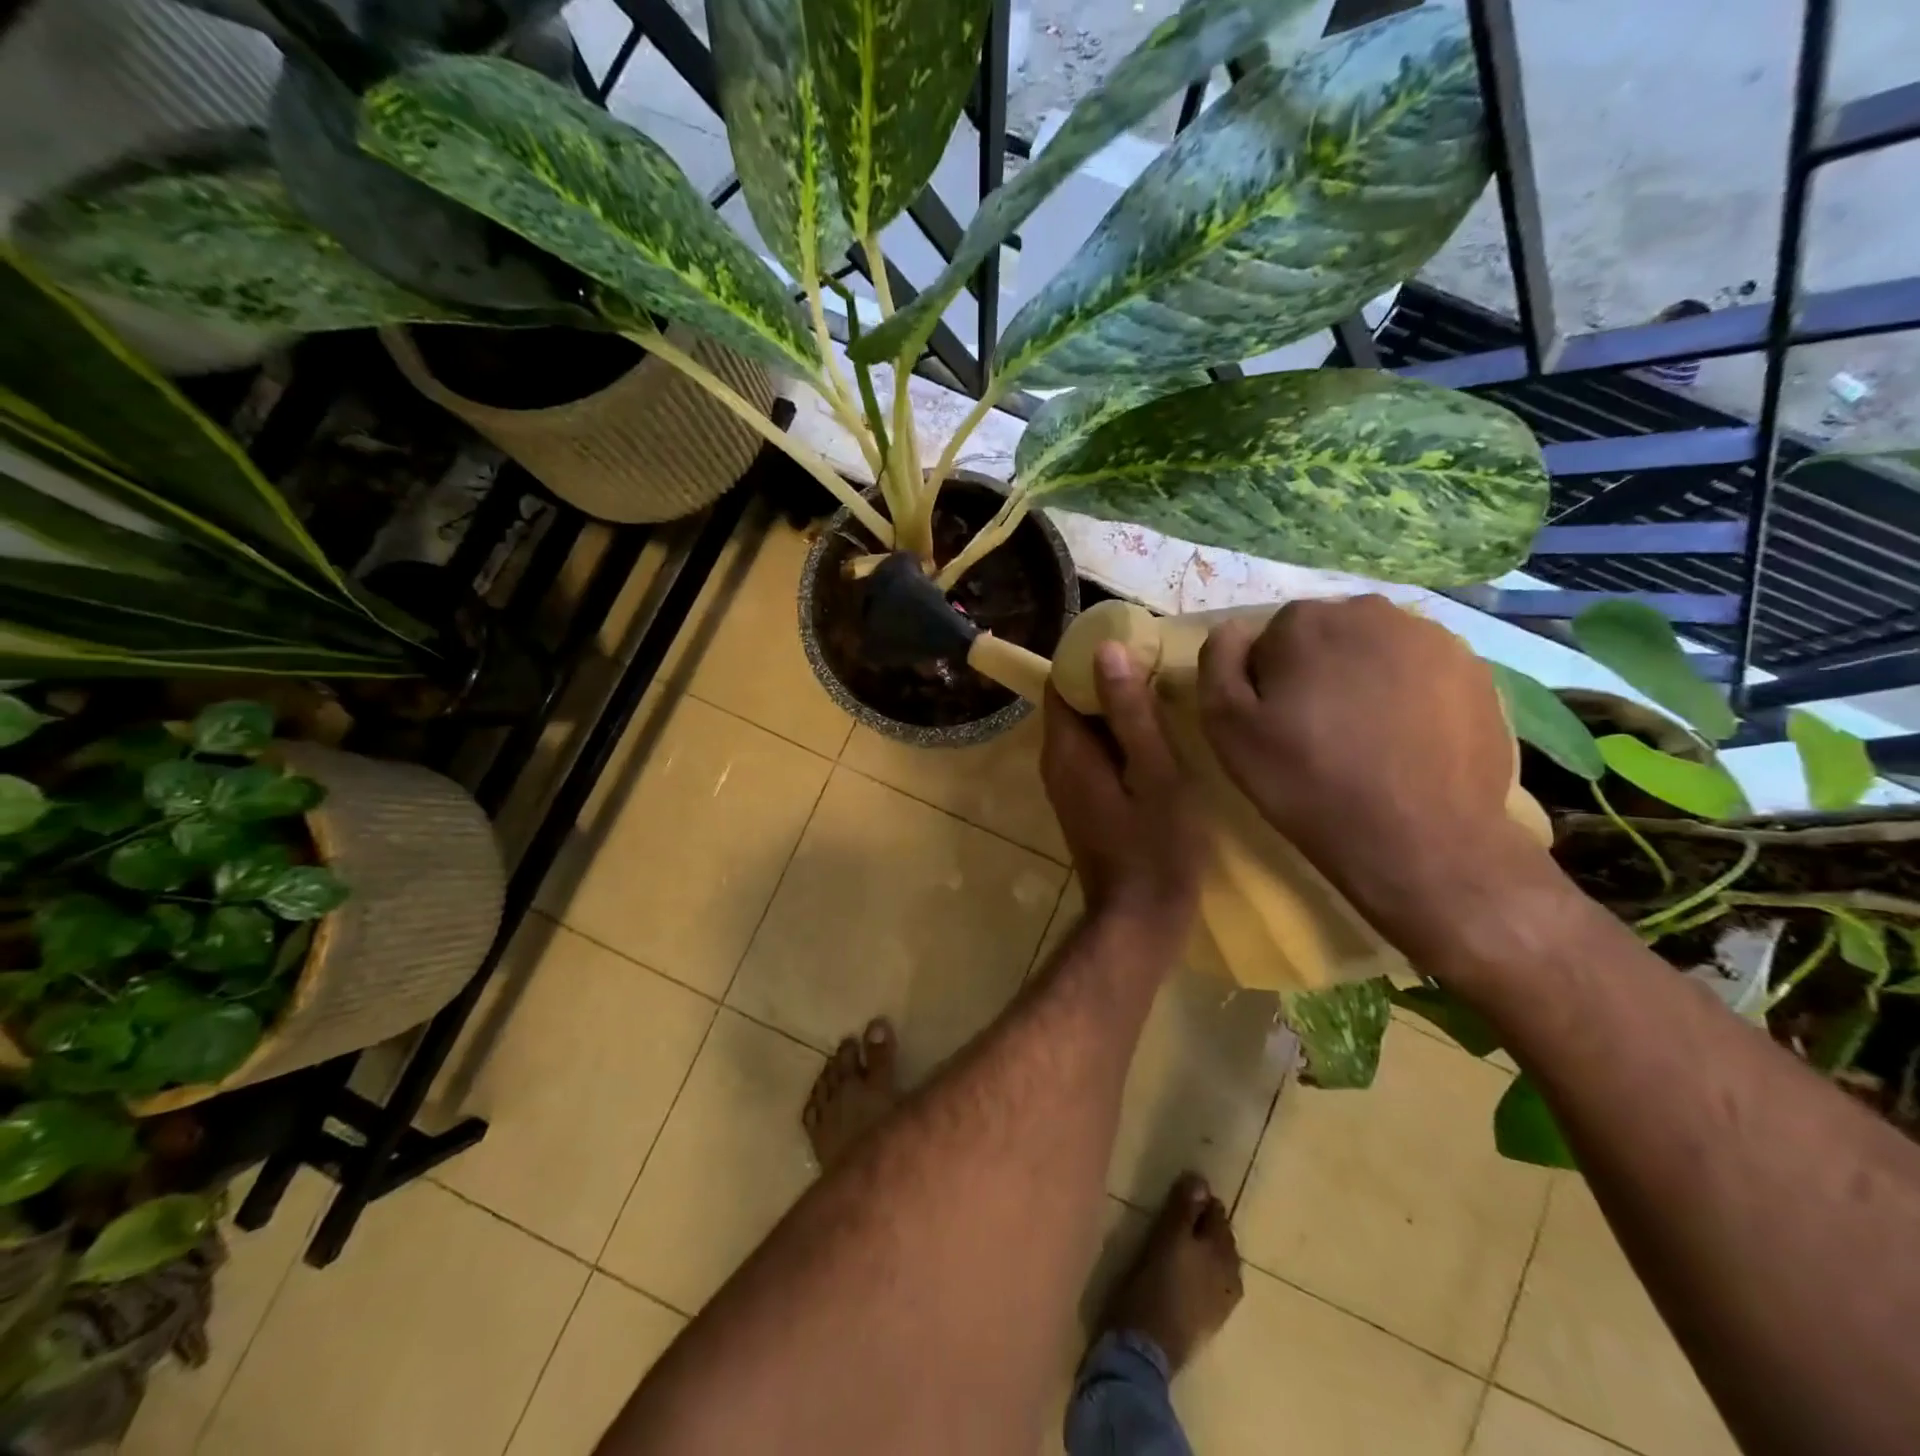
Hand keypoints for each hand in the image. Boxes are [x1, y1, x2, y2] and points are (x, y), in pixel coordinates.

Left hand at [1041, 643, 1206, 954]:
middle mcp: (1056, 764)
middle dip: (1106, 682)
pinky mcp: (1083, 803)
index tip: (1130, 644)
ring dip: (1115, 711)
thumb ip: (1130, 712)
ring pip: (1084, 732)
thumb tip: (1105, 651)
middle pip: (1071, 705)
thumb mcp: (1155, 773)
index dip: (1088, 660)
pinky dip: (1117, 739)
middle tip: (1156, 666)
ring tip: (1161, 695)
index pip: (1058, 683)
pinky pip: (1093, 755)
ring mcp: (1067, 786)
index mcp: (1066, 751)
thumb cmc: (1157, 847)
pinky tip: (1155, 738)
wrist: (1140, 919)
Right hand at [1197, 596, 1542, 938]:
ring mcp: (1435, 639)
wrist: (1421, 841)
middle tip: (1318, 732)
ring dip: (1364, 681)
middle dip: (1317, 672)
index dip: (1268, 681)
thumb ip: (1218, 663)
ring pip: (1377, 652)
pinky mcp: (1476, 672)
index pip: (1272, 637)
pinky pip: (1422, 674)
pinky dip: (1409, 697)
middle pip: (1327, 636)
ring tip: (1366, 740)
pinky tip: (1406, 744)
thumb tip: (1233, 630)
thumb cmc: (1308, 782)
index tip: (1275, 723)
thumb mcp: (1228, 728)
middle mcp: (1373, 612)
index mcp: (1307, 621)